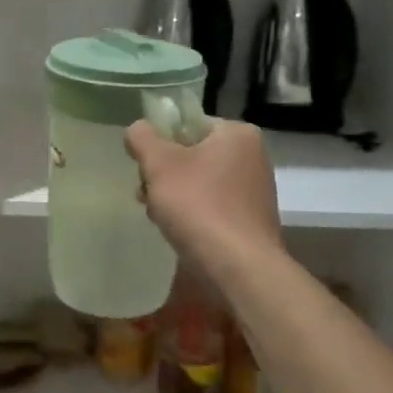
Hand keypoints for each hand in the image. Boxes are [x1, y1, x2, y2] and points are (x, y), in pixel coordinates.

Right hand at [125, 119, 282, 278]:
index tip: (145, 166)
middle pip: (193, 154)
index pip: (188, 124)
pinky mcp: (251, 220)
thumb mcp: (159, 164)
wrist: (238, 267)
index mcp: (237, 134)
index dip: (160, 142)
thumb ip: (142, 138)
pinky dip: (194, 215)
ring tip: (159, 217)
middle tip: (147, 194)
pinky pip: (213, 207)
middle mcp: (253, 157)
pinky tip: (179, 232)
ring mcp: (255, 191)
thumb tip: (137, 129)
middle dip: (165, 174)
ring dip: (174, 196)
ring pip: (200, 183)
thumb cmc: (198, 205)